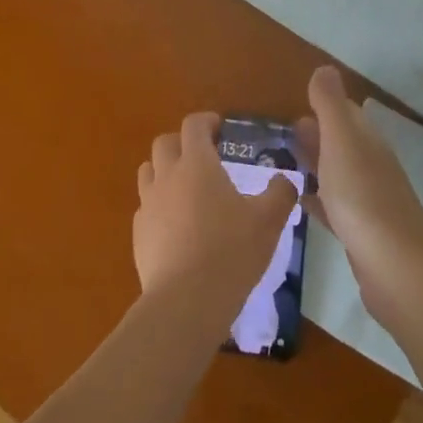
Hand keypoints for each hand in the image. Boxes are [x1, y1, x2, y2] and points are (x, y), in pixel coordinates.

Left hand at [134, 112, 299, 322]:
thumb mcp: (269, 221)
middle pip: (164, 143)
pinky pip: (146, 207)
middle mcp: (167, 176)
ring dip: (165, 171)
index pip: (193, 125)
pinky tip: (176, 226)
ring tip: (186, 189)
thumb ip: (280, 193)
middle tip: (203, 157)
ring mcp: (148, 205)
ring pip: (148, 172)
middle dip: (182, 143)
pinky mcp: (138, 234)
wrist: (186, 302)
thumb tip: (284, 180)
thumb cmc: (231, 251)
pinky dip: (159, 206)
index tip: (220, 128)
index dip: (206, 121)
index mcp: (197, 164)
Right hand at [295, 67, 422, 319]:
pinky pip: (334, 207)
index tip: (293, 105)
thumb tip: (324, 68)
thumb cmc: (363, 198)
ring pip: (337, 174)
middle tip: (280, 135)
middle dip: (315, 135)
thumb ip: (329, 105)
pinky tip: (301, 201)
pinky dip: (318, 198)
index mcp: (366, 142)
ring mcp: (368, 202)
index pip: (345, 113)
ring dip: (314, 165)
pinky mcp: (361, 234)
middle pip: (341, 143)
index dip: (322, 106)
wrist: (397, 269)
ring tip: (282, 163)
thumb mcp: (341, 141)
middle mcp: (370, 166)